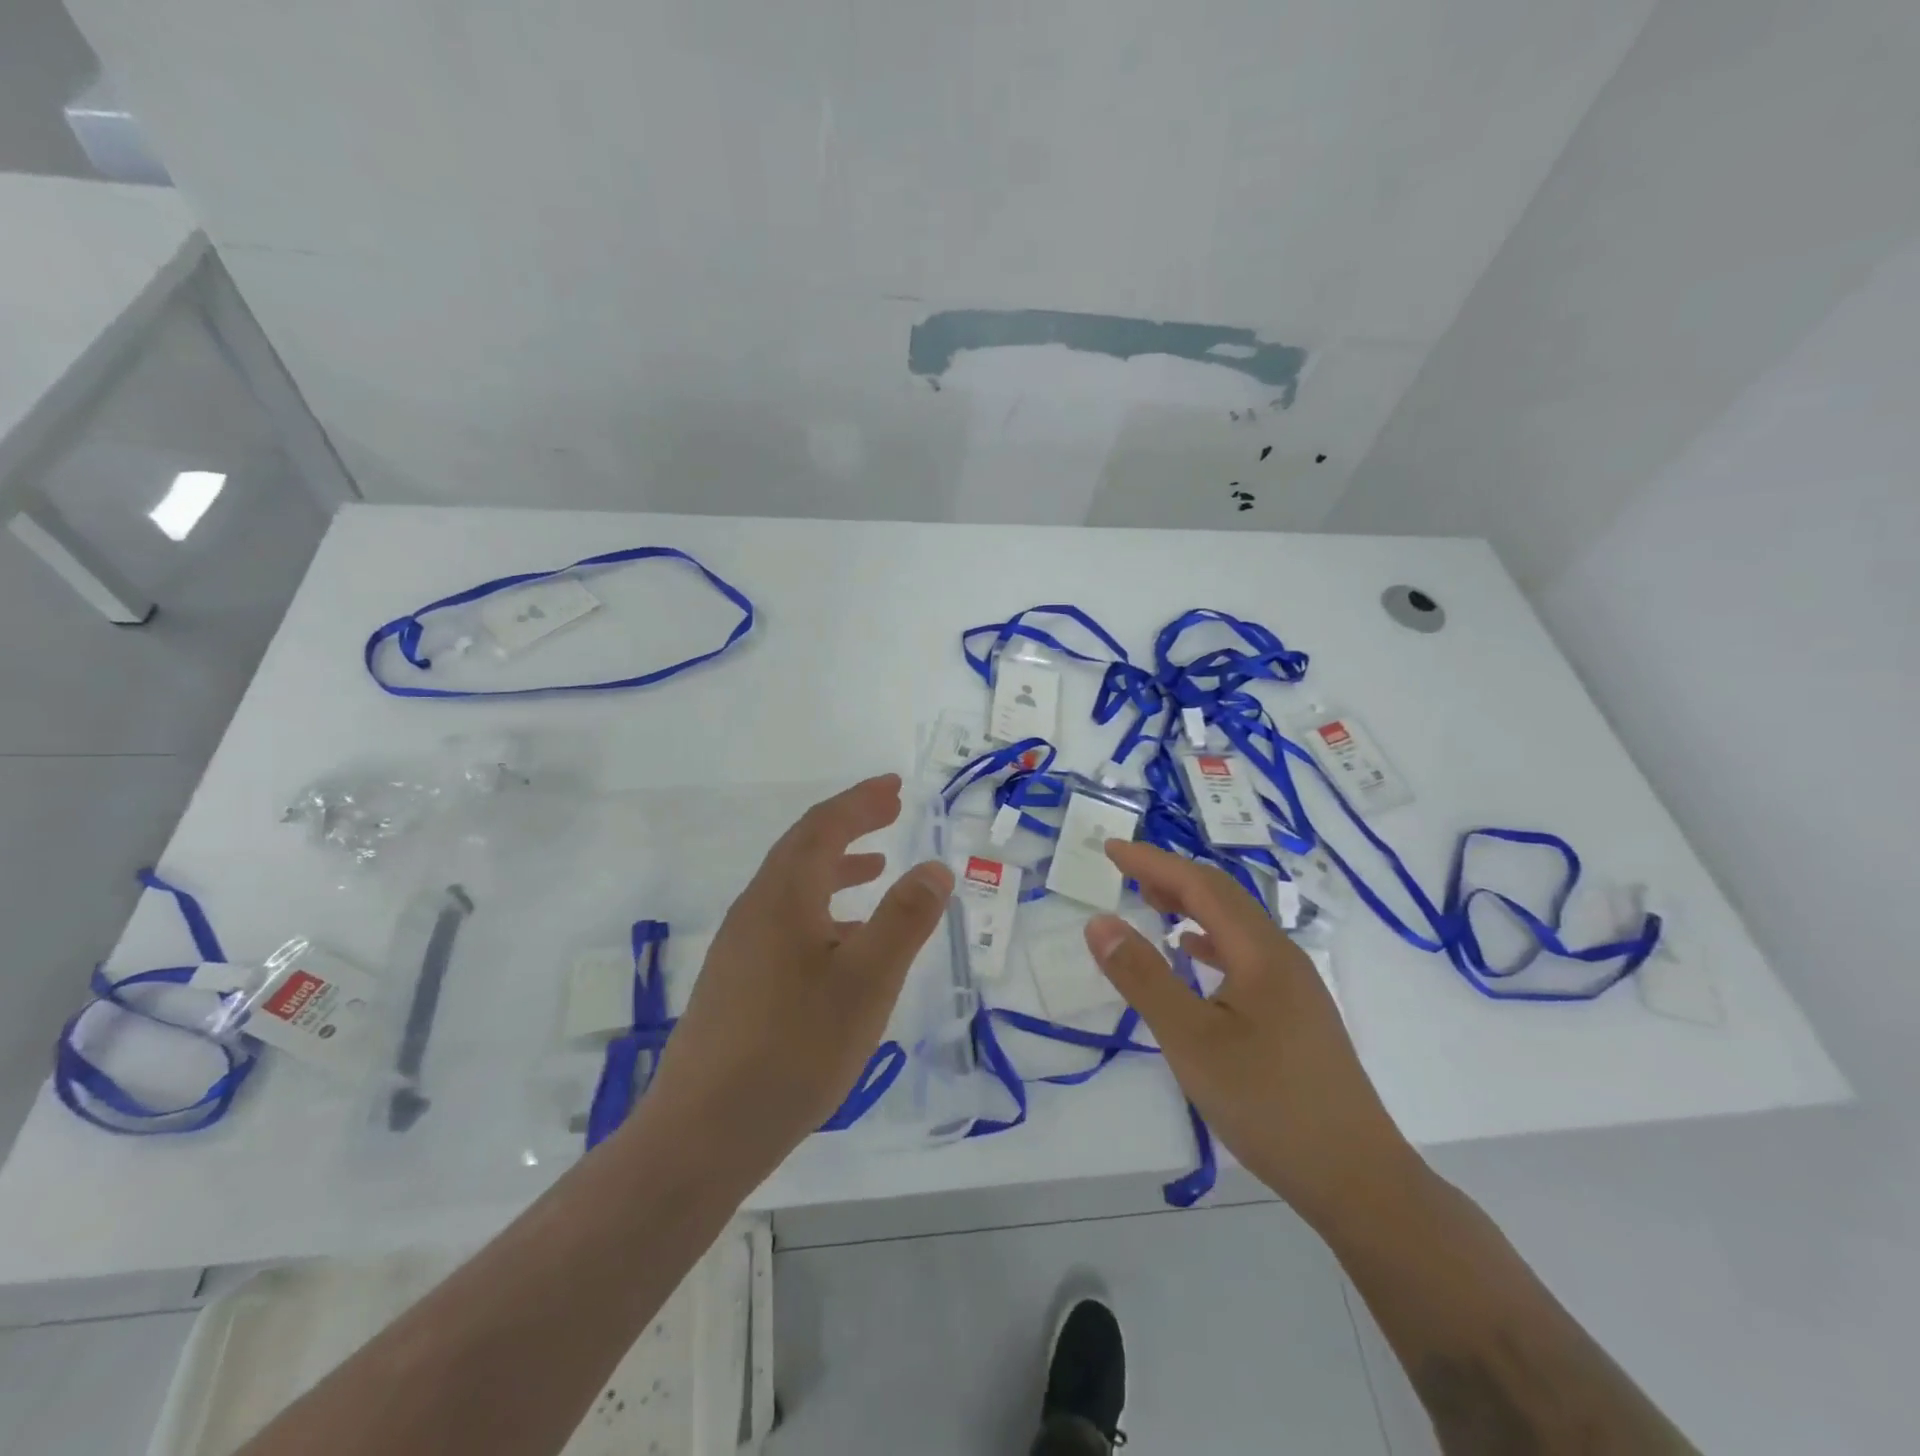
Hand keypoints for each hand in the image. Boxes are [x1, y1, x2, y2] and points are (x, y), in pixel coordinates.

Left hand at [640, 774, 953, 1171]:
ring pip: (794, 886)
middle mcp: (756, 909)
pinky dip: (823, 909)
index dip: (860, 801)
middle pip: (804, 848)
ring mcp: (741, 946)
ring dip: (837, 866)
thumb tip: (935, 867)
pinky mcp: (737, 980)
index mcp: (783, 897)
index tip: (894, 786)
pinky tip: (846, 941)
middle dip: (850, 824)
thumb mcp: (866, 983)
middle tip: (890, 810)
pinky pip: (787, 920)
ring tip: (877, 866)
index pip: (824, 827)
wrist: (703, 1133)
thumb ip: (904, 920)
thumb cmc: (794, 1050)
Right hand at [1084, 841, 1419, 1228]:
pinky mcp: (1295, 1013)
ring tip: (1152, 903)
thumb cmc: (1267, 1104)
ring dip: (1191, 905)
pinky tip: (1193, 954)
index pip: (1199, 885)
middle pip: (1222, 896)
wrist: (1356, 1179)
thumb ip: (1143, 978)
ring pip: (1236, 924)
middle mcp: (1281, 956)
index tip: (1109, 849)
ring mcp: (1294, 985)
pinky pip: (1245, 953)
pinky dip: (1210, 940)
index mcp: (1261, 951)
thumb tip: (1099, 922)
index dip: (1152, 862)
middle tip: (1124, 871)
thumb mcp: (1191, 1041)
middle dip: (1171, 876)